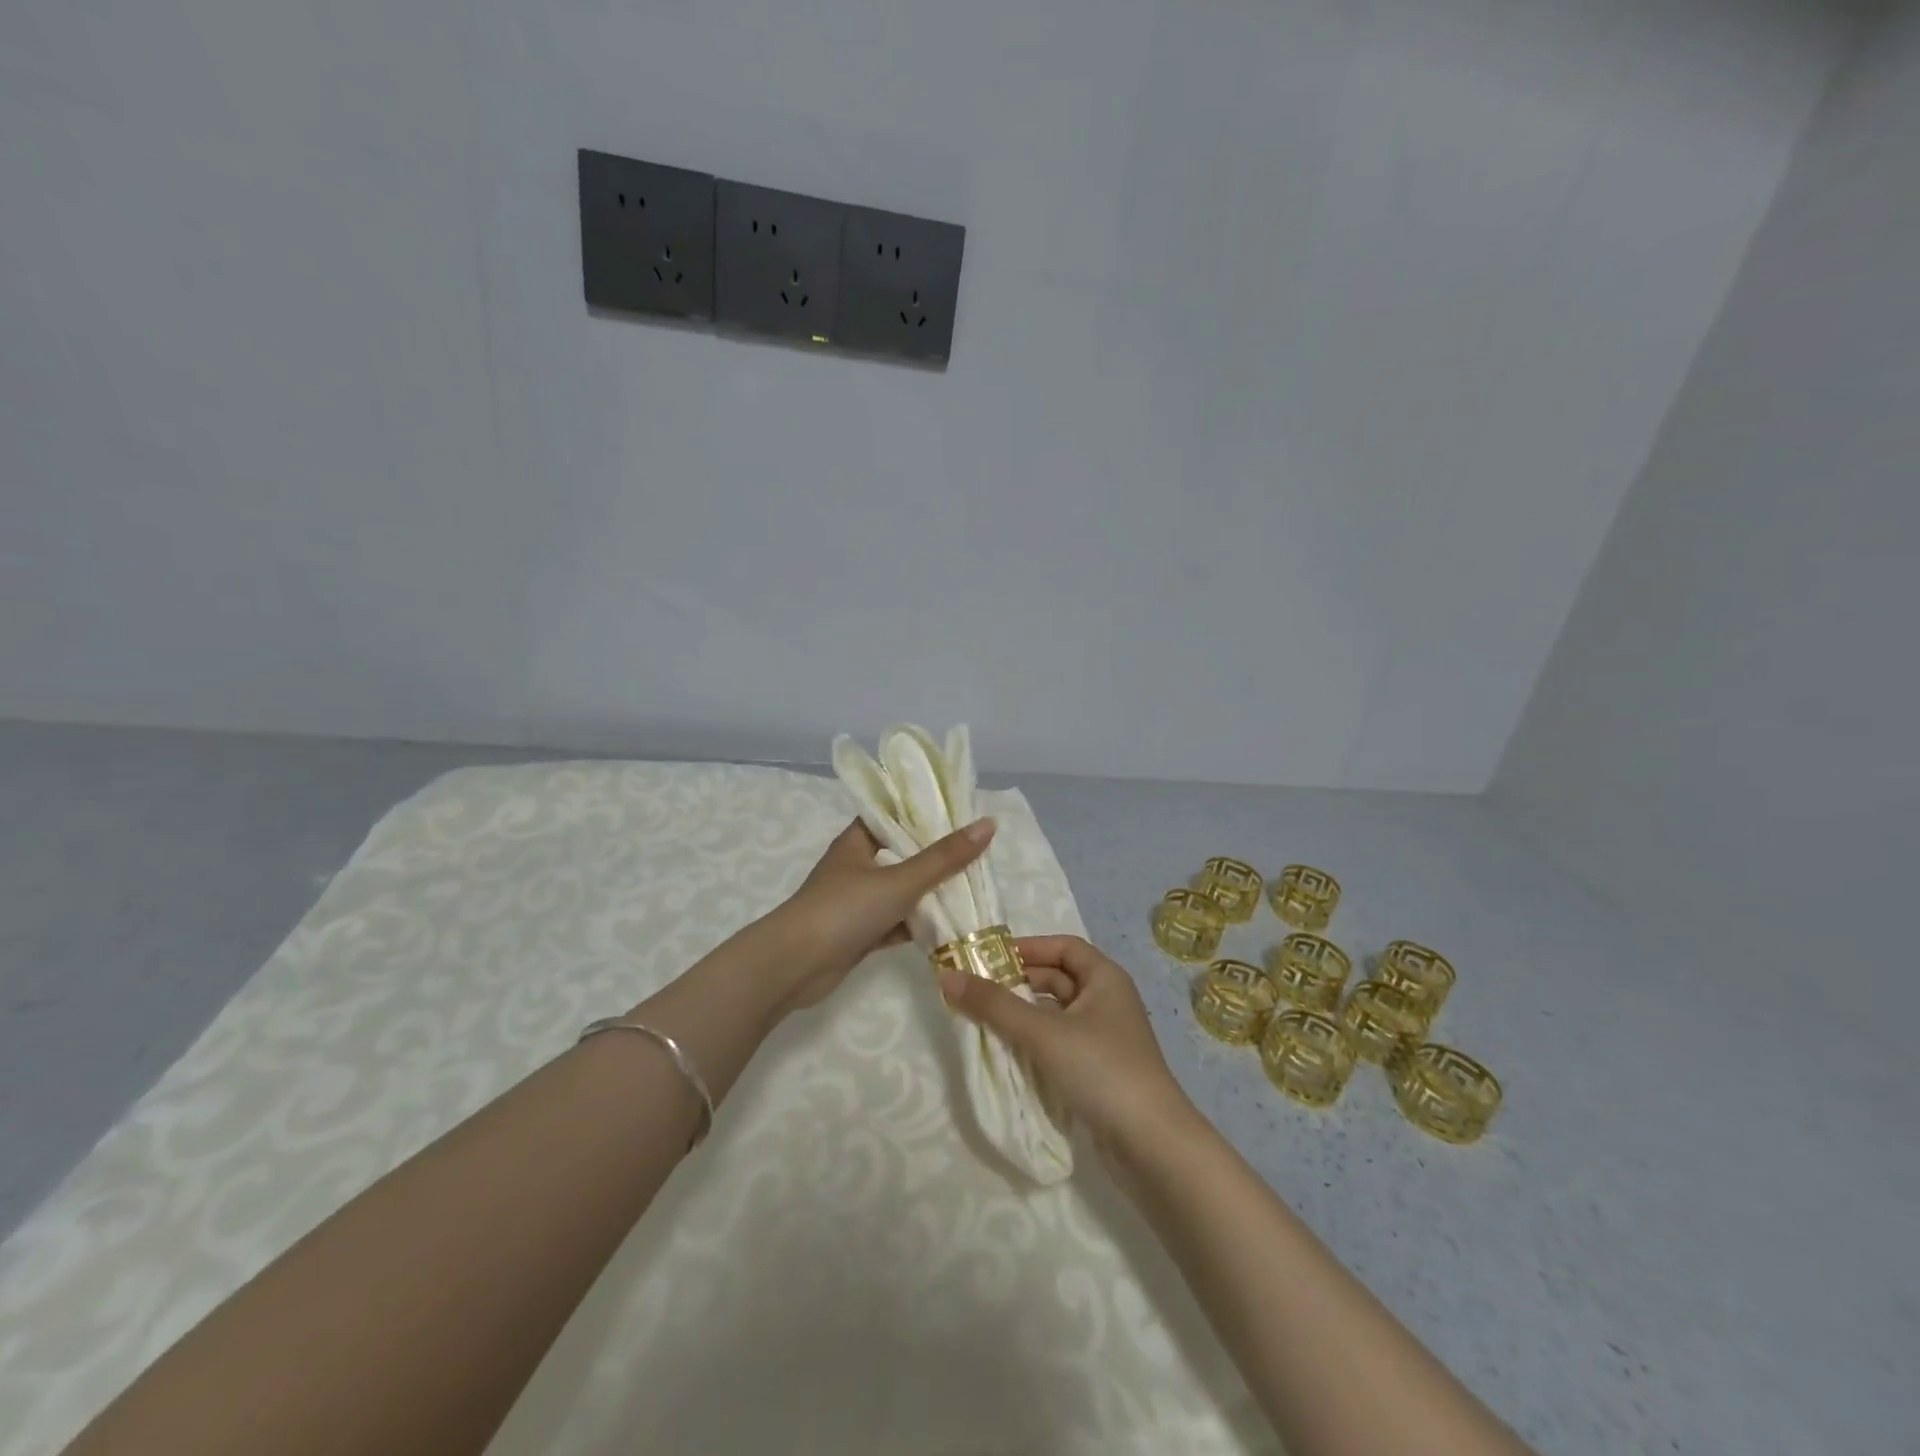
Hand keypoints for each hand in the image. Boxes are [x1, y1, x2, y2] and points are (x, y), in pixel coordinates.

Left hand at [767, 817, 994, 1010]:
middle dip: (936, 856)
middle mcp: (856, 866)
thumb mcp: (900, 880)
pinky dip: (917, 925)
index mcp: (857, 841)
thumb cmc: (844, 910)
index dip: (924, 812)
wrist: (794, 967)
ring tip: (972, 887)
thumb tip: (988, 824)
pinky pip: (896, 922)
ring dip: (929, 893)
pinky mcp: (860, 933)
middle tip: (978, 853)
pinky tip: (949, 926)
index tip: (961, 813)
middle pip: (903, 854)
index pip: (894, 815)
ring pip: (901, 891)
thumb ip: (944, 857)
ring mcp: (857, 902)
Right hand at [939, 935, 1195, 1154]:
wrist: (1153, 1146)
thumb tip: (946, 976)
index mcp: (1105, 978)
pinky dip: (1035, 1042)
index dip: (1028, 948)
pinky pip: (1060, 1043)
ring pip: (1057, 1014)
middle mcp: (1108, 1001)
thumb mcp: (1043, 1033)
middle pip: (1058, 979)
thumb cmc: (1102, 1070)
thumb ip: (995, 1005)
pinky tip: (1009, 1054)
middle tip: (977, 990)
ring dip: (1024, 1014)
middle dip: (1019, 982)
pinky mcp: (1099, 1071)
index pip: (1063, 947)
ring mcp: (1105, 1039)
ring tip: (985, 1021)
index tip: (989, 958)